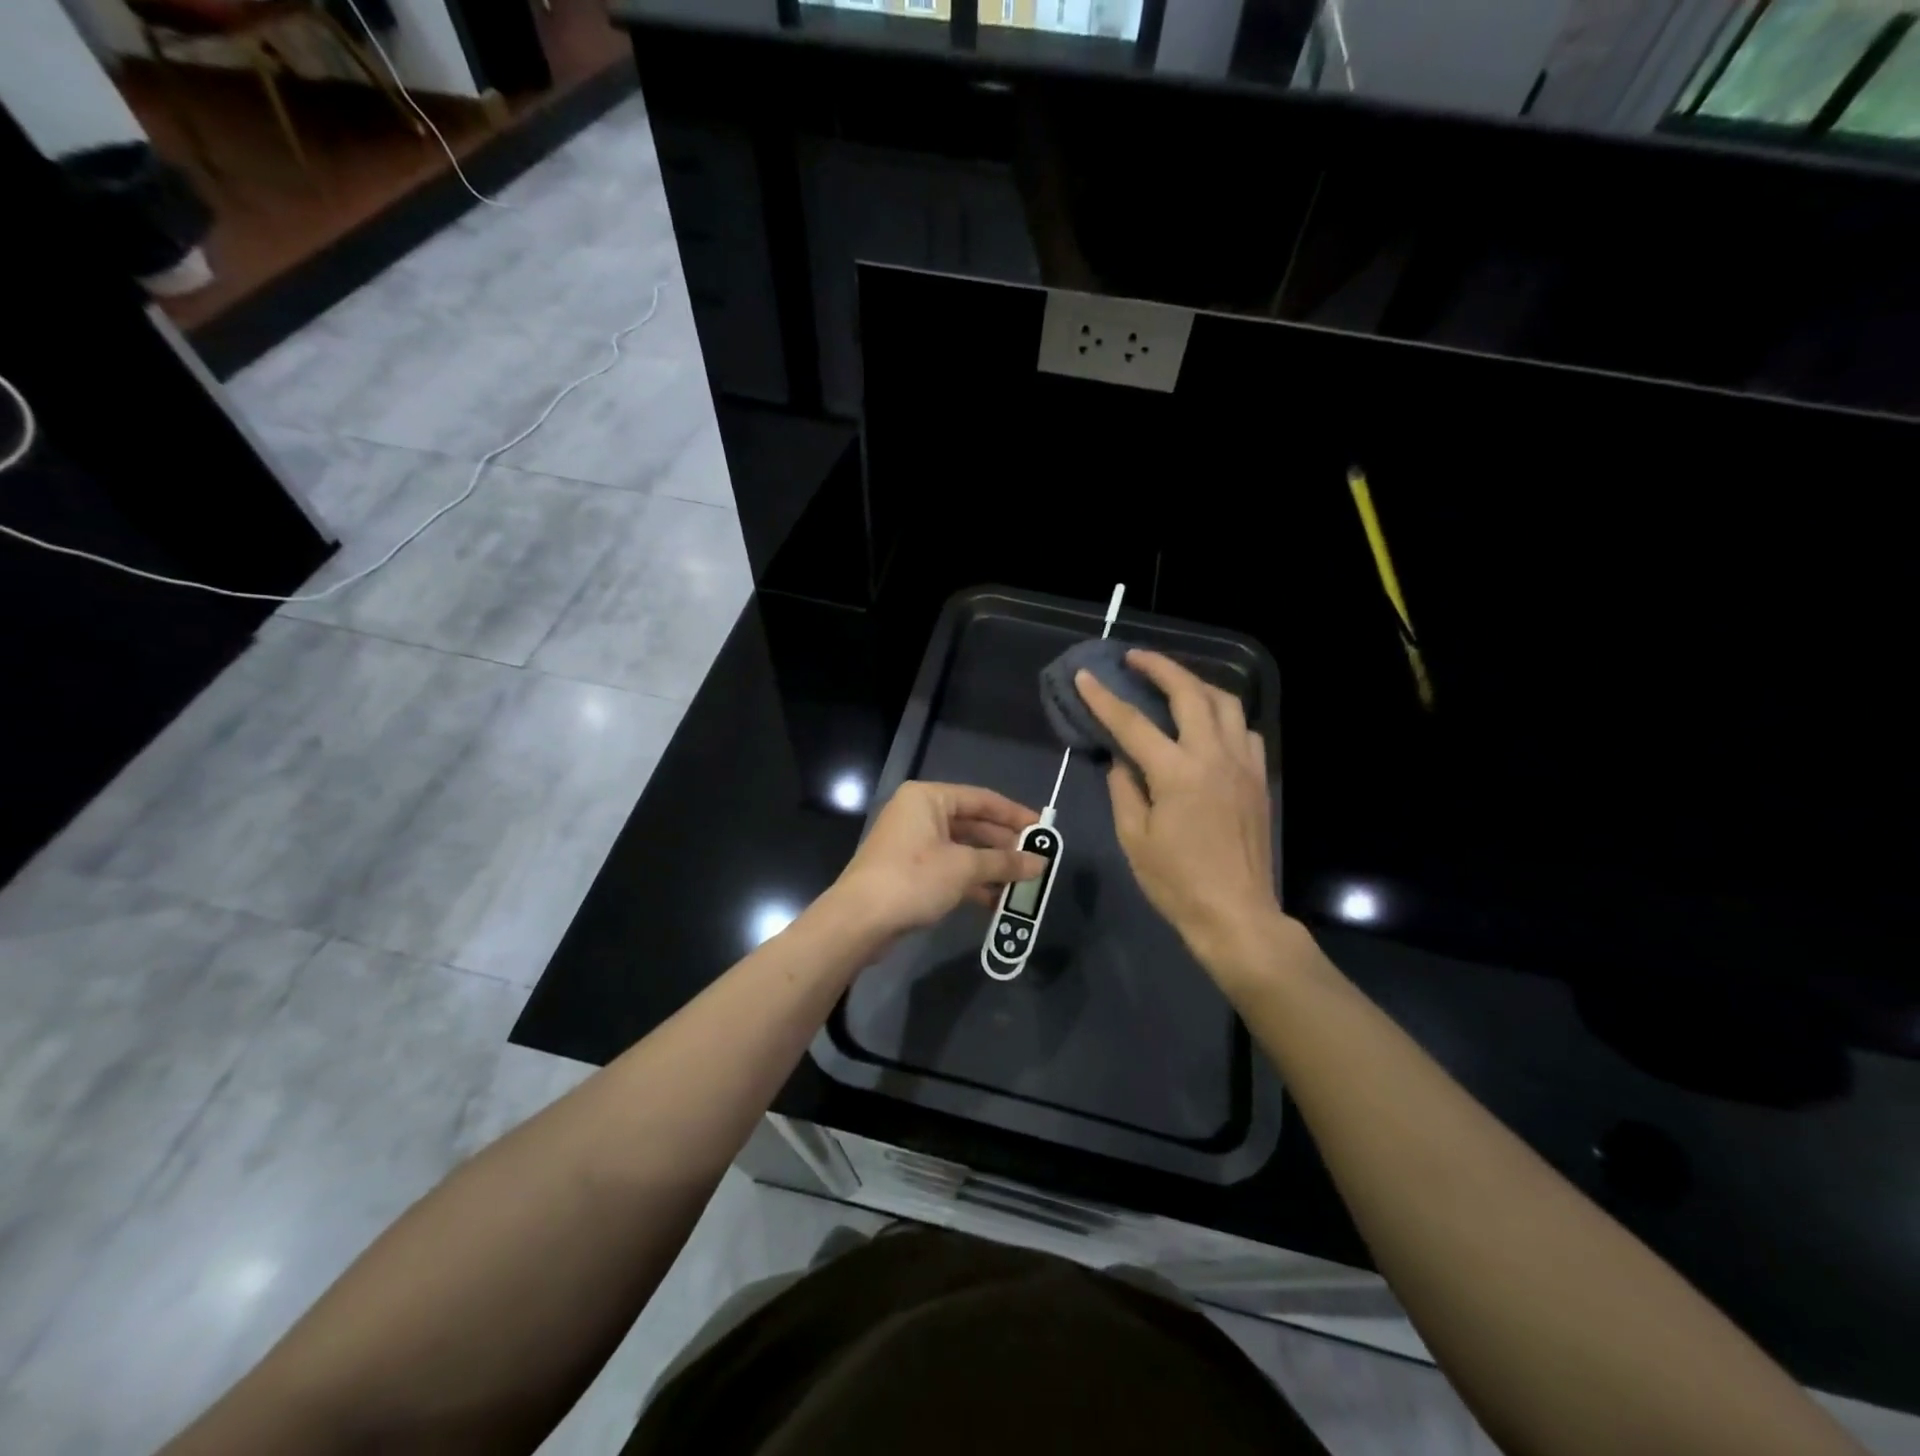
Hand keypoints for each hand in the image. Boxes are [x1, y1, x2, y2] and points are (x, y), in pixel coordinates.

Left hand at [828, 781, 1045, 942]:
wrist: (859, 920)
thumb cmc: (913, 879)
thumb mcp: (964, 868)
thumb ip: (1004, 863)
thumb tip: (1039, 863)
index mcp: (928, 798)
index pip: (981, 799)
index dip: (1014, 815)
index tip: (1043, 829)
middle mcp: (919, 813)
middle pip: (972, 824)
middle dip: (1004, 845)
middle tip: (1036, 860)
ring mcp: (912, 843)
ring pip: (962, 849)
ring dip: (991, 866)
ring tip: (1022, 883)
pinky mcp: (908, 871)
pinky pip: (949, 868)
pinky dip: (972, 881)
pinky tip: (996, 900)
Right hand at [1075, 651, 1284, 970]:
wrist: (1236, 914)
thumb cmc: (1177, 882)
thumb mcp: (1134, 838)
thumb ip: (1124, 790)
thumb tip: (1120, 760)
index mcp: (1177, 773)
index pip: (1133, 723)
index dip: (1104, 698)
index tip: (1085, 676)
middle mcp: (1214, 757)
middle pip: (1189, 693)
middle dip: (1160, 667)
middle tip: (1134, 658)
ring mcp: (1243, 765)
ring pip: (1226, 703)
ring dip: (1196, 683)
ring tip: (1173, 682)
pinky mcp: (1259, 779)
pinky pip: (1245, 730)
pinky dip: (1224, 716)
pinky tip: (1209, 724)